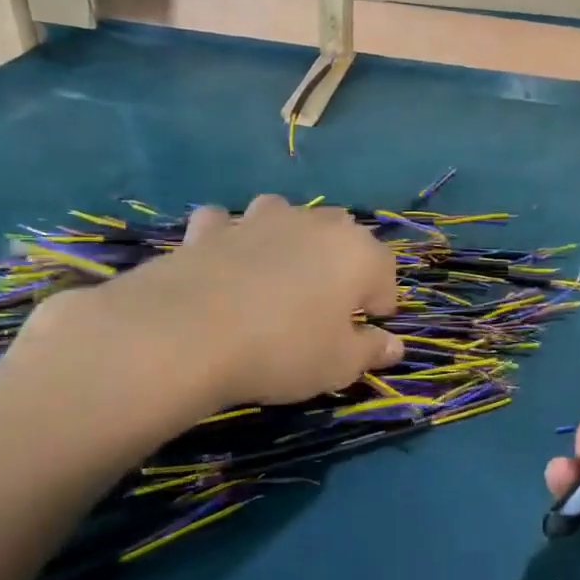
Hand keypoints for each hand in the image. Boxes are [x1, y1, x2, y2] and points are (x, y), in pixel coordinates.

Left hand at [0, 194, 402, 444]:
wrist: (184, 335)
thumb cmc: (283, 350)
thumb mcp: (339, 365)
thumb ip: (371, 351)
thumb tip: (394, 346)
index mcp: (358, 253)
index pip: (385, 272)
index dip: (380, 302)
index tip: (366, 328)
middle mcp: (314, 224)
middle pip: (341, 234)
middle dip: (341, 263)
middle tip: (325, 304)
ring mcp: (259, 220)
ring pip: (285, 214)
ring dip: (288, 236)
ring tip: (277, 273)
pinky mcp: (209, 228)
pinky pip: (226, 223)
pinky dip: (228, 236)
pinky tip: (222, 259)